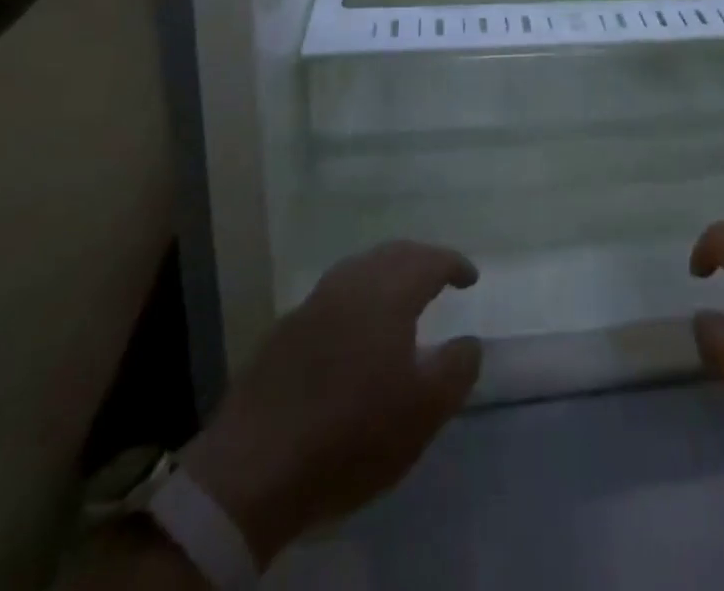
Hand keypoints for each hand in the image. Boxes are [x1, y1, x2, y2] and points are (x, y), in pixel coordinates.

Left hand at [181, 241, 480, 566]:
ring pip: (359, 270)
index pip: (430, 260)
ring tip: (400, 298)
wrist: (252, 469)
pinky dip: (357, 299)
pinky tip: (355, 331)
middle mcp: (351, 283)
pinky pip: (333, 297)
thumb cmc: (352, 433)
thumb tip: (469, 341)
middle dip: (421, 260)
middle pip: (393, 254)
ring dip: (386, 274)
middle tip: (440, 277)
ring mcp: (312, 304)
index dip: (454, 264)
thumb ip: (457, 369)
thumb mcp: (423, 411)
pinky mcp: (284, 332)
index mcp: (388, 292)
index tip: (471, 278)